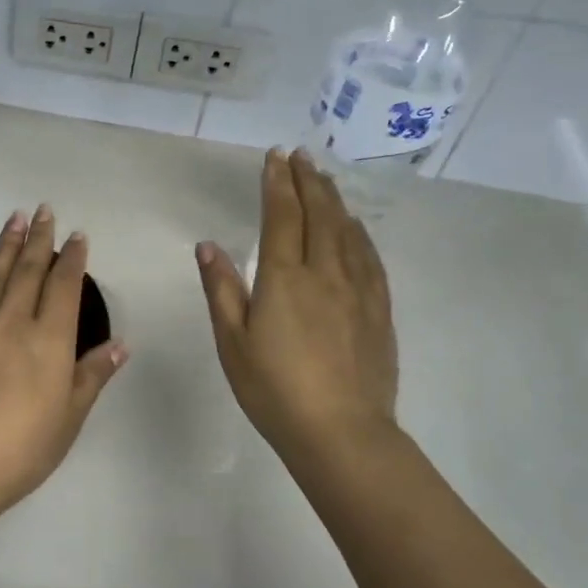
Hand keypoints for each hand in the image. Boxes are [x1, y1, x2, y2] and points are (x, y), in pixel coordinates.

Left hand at [0, 206, 127, 521]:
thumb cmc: (20, 449)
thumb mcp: (69, 417)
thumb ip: (92, 375)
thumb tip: (121, 343)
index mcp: (50, 340)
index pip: (65, 287)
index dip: (72, 259)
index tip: (77, 236)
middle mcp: (14, 321)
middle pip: (29, 270)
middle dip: (40, 239)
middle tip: (44, 211)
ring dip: (7, 243)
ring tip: (15, 217)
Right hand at [196, 149, 398, 462]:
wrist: (340, 432)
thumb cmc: (274, 389)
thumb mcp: (232, 342)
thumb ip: (221, 289)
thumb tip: (209, 245)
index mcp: (284, 278)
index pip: (282, 216)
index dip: (277, 183)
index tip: (275, 157)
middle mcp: (325, 273)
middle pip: (319, 215)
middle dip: (308, 181)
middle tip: (301, 156)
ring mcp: (358, 290)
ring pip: (347, 231)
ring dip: (334, 201)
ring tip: (326, 180)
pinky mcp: (378, 310)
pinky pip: (369, 258)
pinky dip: (359, 233)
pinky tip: (356, 228)